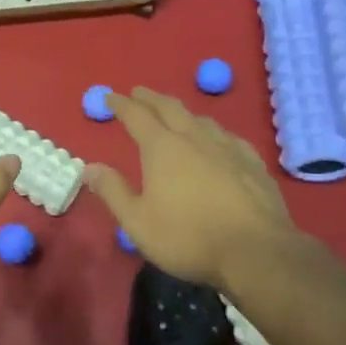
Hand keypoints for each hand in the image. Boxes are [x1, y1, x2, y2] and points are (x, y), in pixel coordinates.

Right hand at [84, 88, 298, 288]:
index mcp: (162, 148)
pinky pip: (229, 137)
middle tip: (139, 92)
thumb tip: (89, 167)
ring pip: (201, 119)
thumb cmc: (189, 237)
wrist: (256, 251)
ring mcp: (227, 147)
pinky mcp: (252, 163)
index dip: (121, 104)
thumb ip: (113, 191)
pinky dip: (214, 132)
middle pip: (169, 108)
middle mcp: (194, 138)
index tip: (110, 96)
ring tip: (176, 114)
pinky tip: (219, 140)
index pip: (136, 116)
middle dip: (151, 98)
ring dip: (183, 112)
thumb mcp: (138, 222)